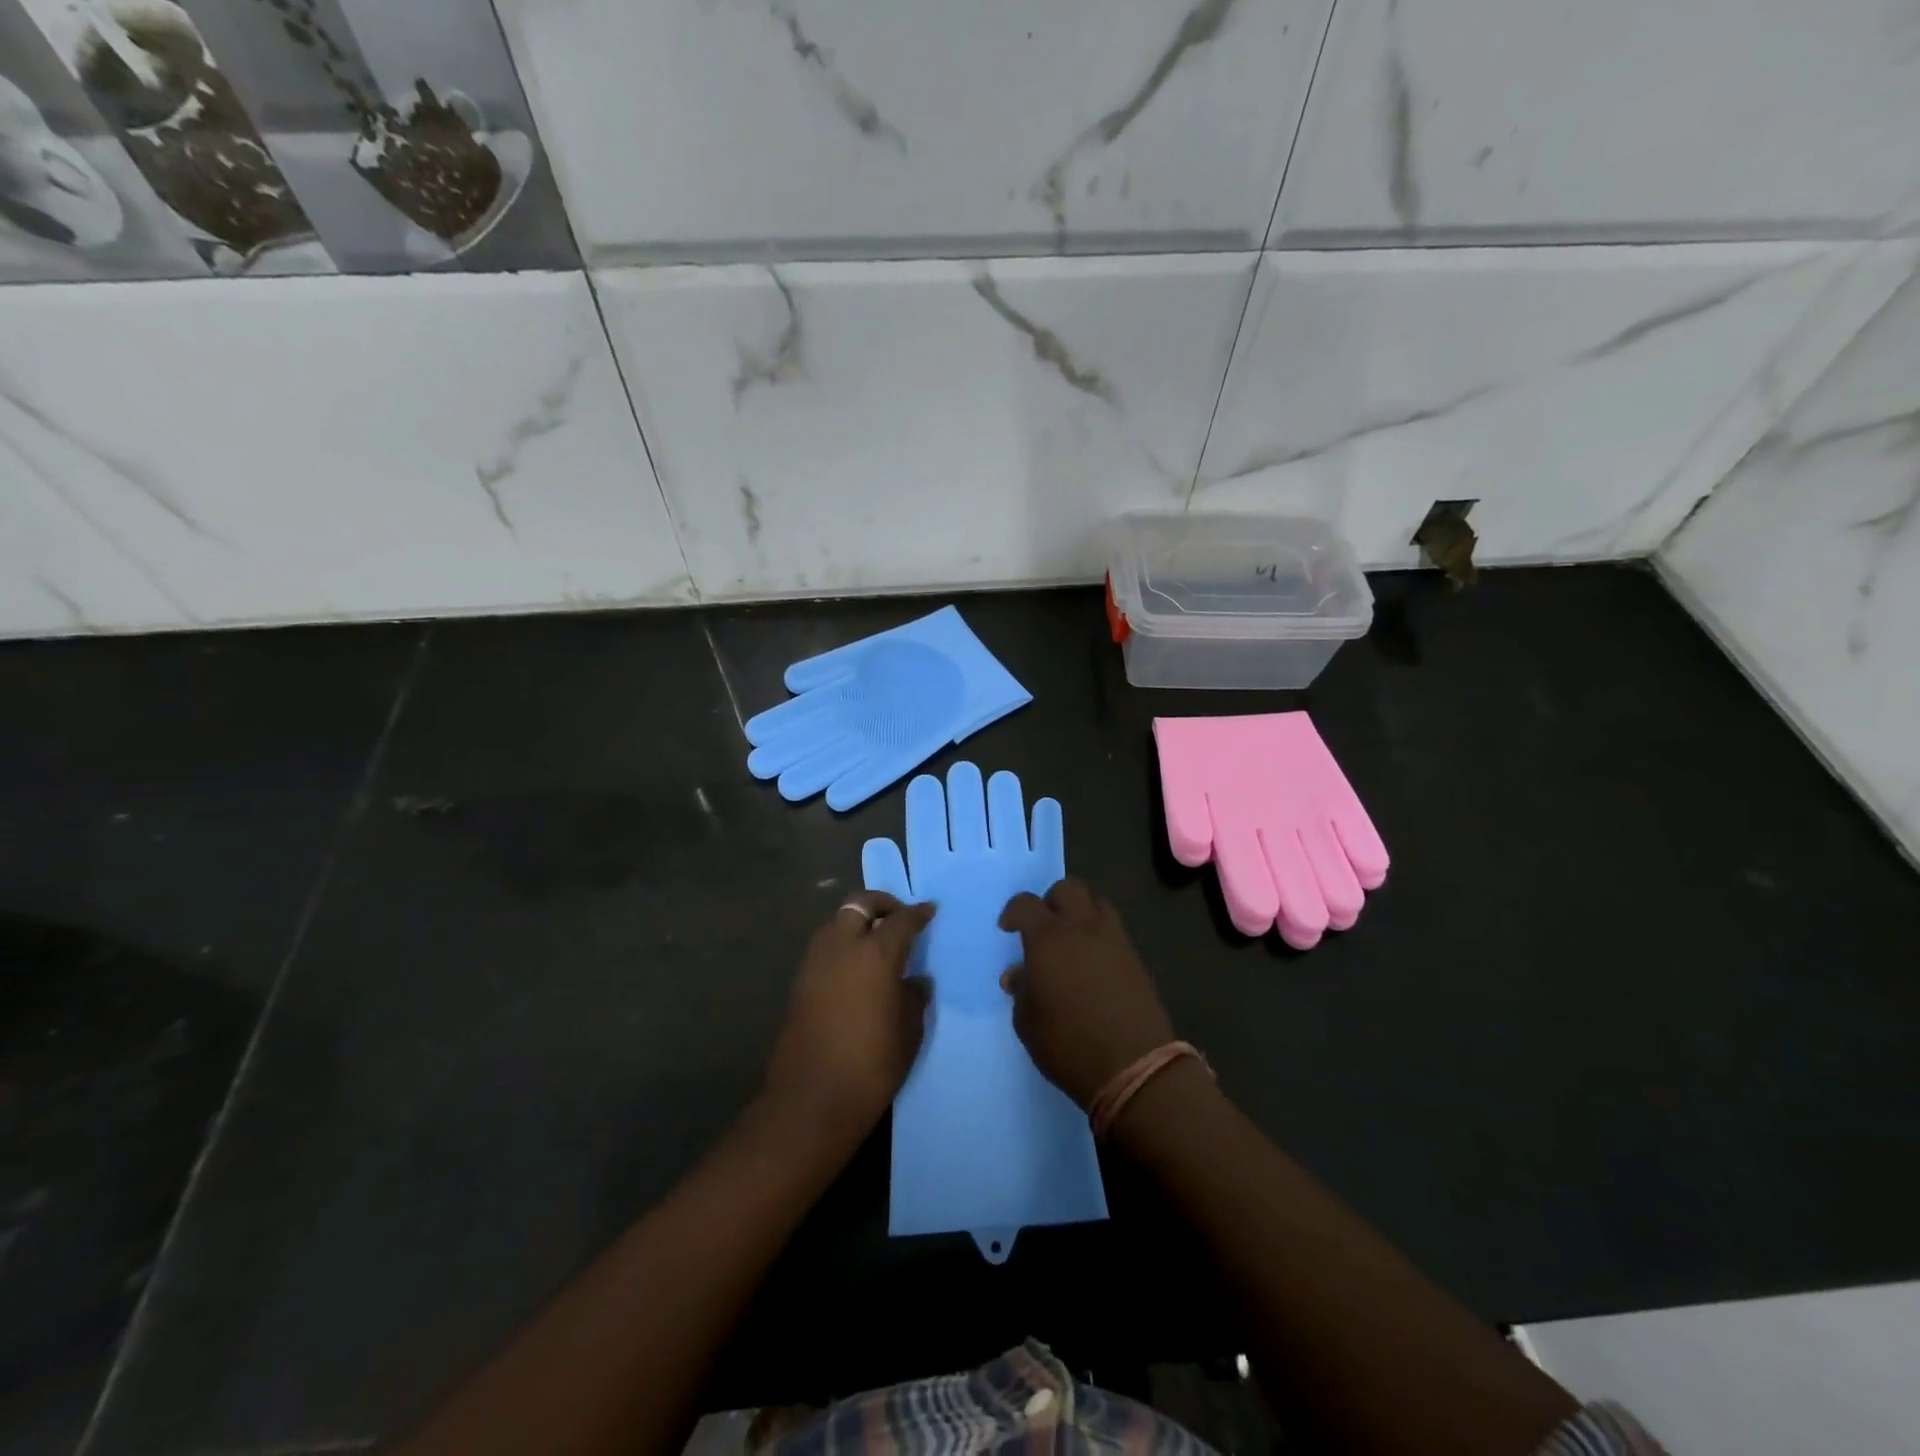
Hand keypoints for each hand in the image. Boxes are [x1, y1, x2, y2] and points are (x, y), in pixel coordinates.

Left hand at [763, 892, 934, 1139]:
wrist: (812, 1100)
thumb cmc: (871, 1066)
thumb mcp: (908, 1032)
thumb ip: (914, 997)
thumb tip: (917, 980)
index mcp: (875, 954)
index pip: (901, 919)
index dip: (918, 913)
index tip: (930, 911)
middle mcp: (842, 947)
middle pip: (860, 904)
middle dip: (882, 904)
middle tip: (900, 917)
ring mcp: (815, 962)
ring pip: (837, 922)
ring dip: (858, 922)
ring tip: (877, 942)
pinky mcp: (799, 981)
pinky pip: (825, 947)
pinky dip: (842, 944)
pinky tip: (856, 968)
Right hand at [998, 878, 1173, 1108]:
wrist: (1134, 1066)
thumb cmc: (1068, 1044)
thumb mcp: (1028, 1022)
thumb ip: (1021, 990)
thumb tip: (1019, 974)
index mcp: (1048, 938)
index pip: (1026, 904)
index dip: (1014, 912)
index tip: (1008, 930)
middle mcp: (1082, 928)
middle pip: (1068, 889)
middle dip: (1052, 901)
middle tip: (1044, 928)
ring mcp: (1113, 940)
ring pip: (1096, 903)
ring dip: (1081, 913)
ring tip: (1072, 941)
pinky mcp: (1135, 957)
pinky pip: (1114, 930)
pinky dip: (1100, 935)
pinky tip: (1093, 963)